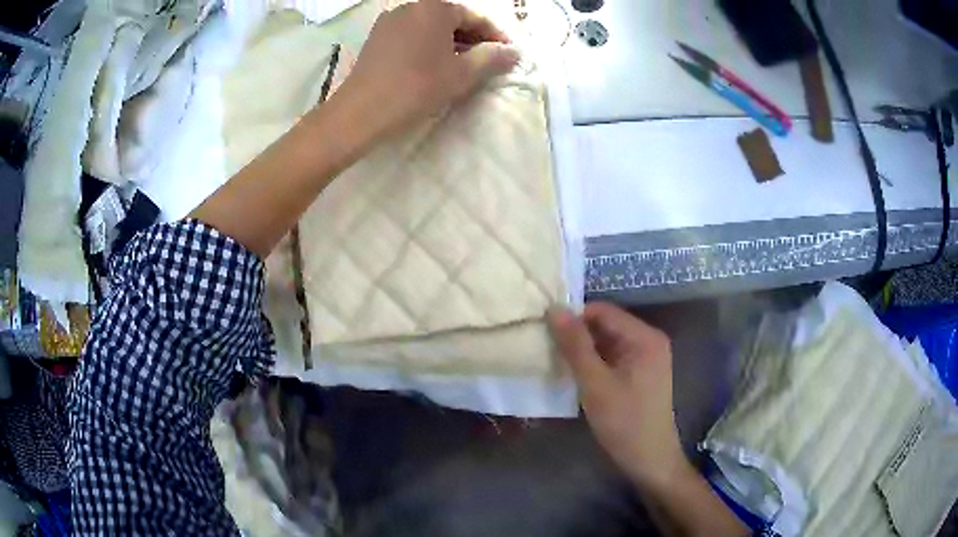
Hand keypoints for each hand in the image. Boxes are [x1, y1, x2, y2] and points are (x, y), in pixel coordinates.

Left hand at [335, 0, 519, 141]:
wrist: (361, 111)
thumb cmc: (416, 87)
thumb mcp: (461, 74)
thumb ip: (492, 58)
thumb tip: (514, 52)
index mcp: (434, 7)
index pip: (474, 17)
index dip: (495, 36)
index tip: (509, 53)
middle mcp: (411, 6)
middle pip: (451, 19)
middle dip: (473, 39)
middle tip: (489, 61)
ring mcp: (390, 21)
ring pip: (430, 27)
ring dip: (451, 43)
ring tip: (464, 65)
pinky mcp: (376, 37)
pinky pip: (412, 35)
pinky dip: (429, 46)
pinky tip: (435, 65)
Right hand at [548, 303, 687, 489]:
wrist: (649, 459)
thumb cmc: (624, 422)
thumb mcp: (595, 383)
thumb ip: (575, 346)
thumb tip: (554, 309)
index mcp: (644, 337)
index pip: (602, 311)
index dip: (573, 318)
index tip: (544, 331)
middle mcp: (648, 340)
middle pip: (606, 325)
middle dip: (577, 335)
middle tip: (547, 349)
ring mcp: (646, 357)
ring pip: (607, 342)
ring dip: (583, 351)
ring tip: (555, 361)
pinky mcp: (640, 373)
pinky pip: (612, 357)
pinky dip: (593, 363)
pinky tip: (575, 375)